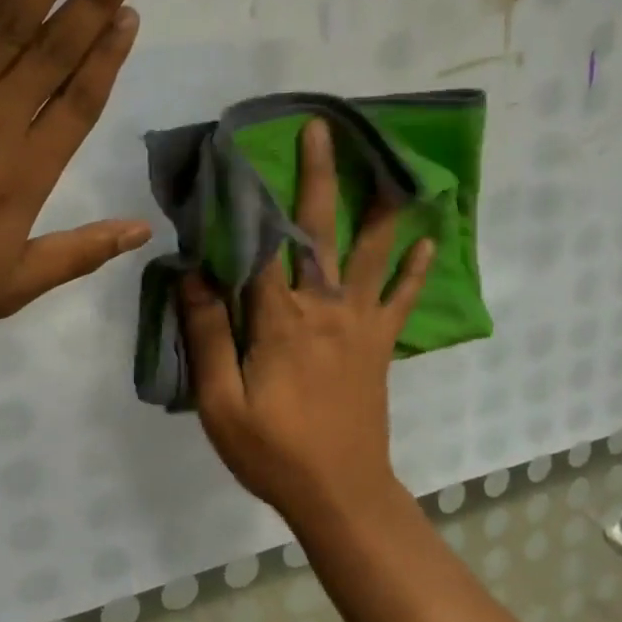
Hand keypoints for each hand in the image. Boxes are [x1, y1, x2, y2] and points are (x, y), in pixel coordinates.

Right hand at [181, 118, 431, 527]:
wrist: (340, 492)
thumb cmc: (274, 452)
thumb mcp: (220, 404)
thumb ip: (207, 336)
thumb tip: (193, 273)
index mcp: (279, 319)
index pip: (261, 244)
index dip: (251, 196)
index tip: (243, 151)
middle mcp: (323, 307)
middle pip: (318, 231)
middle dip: (318, 177)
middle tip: (321, 129)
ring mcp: (359, 323)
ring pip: (369, 253)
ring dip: (379, 207)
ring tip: (393, 167)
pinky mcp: (380, 344)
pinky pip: (401, 299)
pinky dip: (414, 270)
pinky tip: (429, 242)